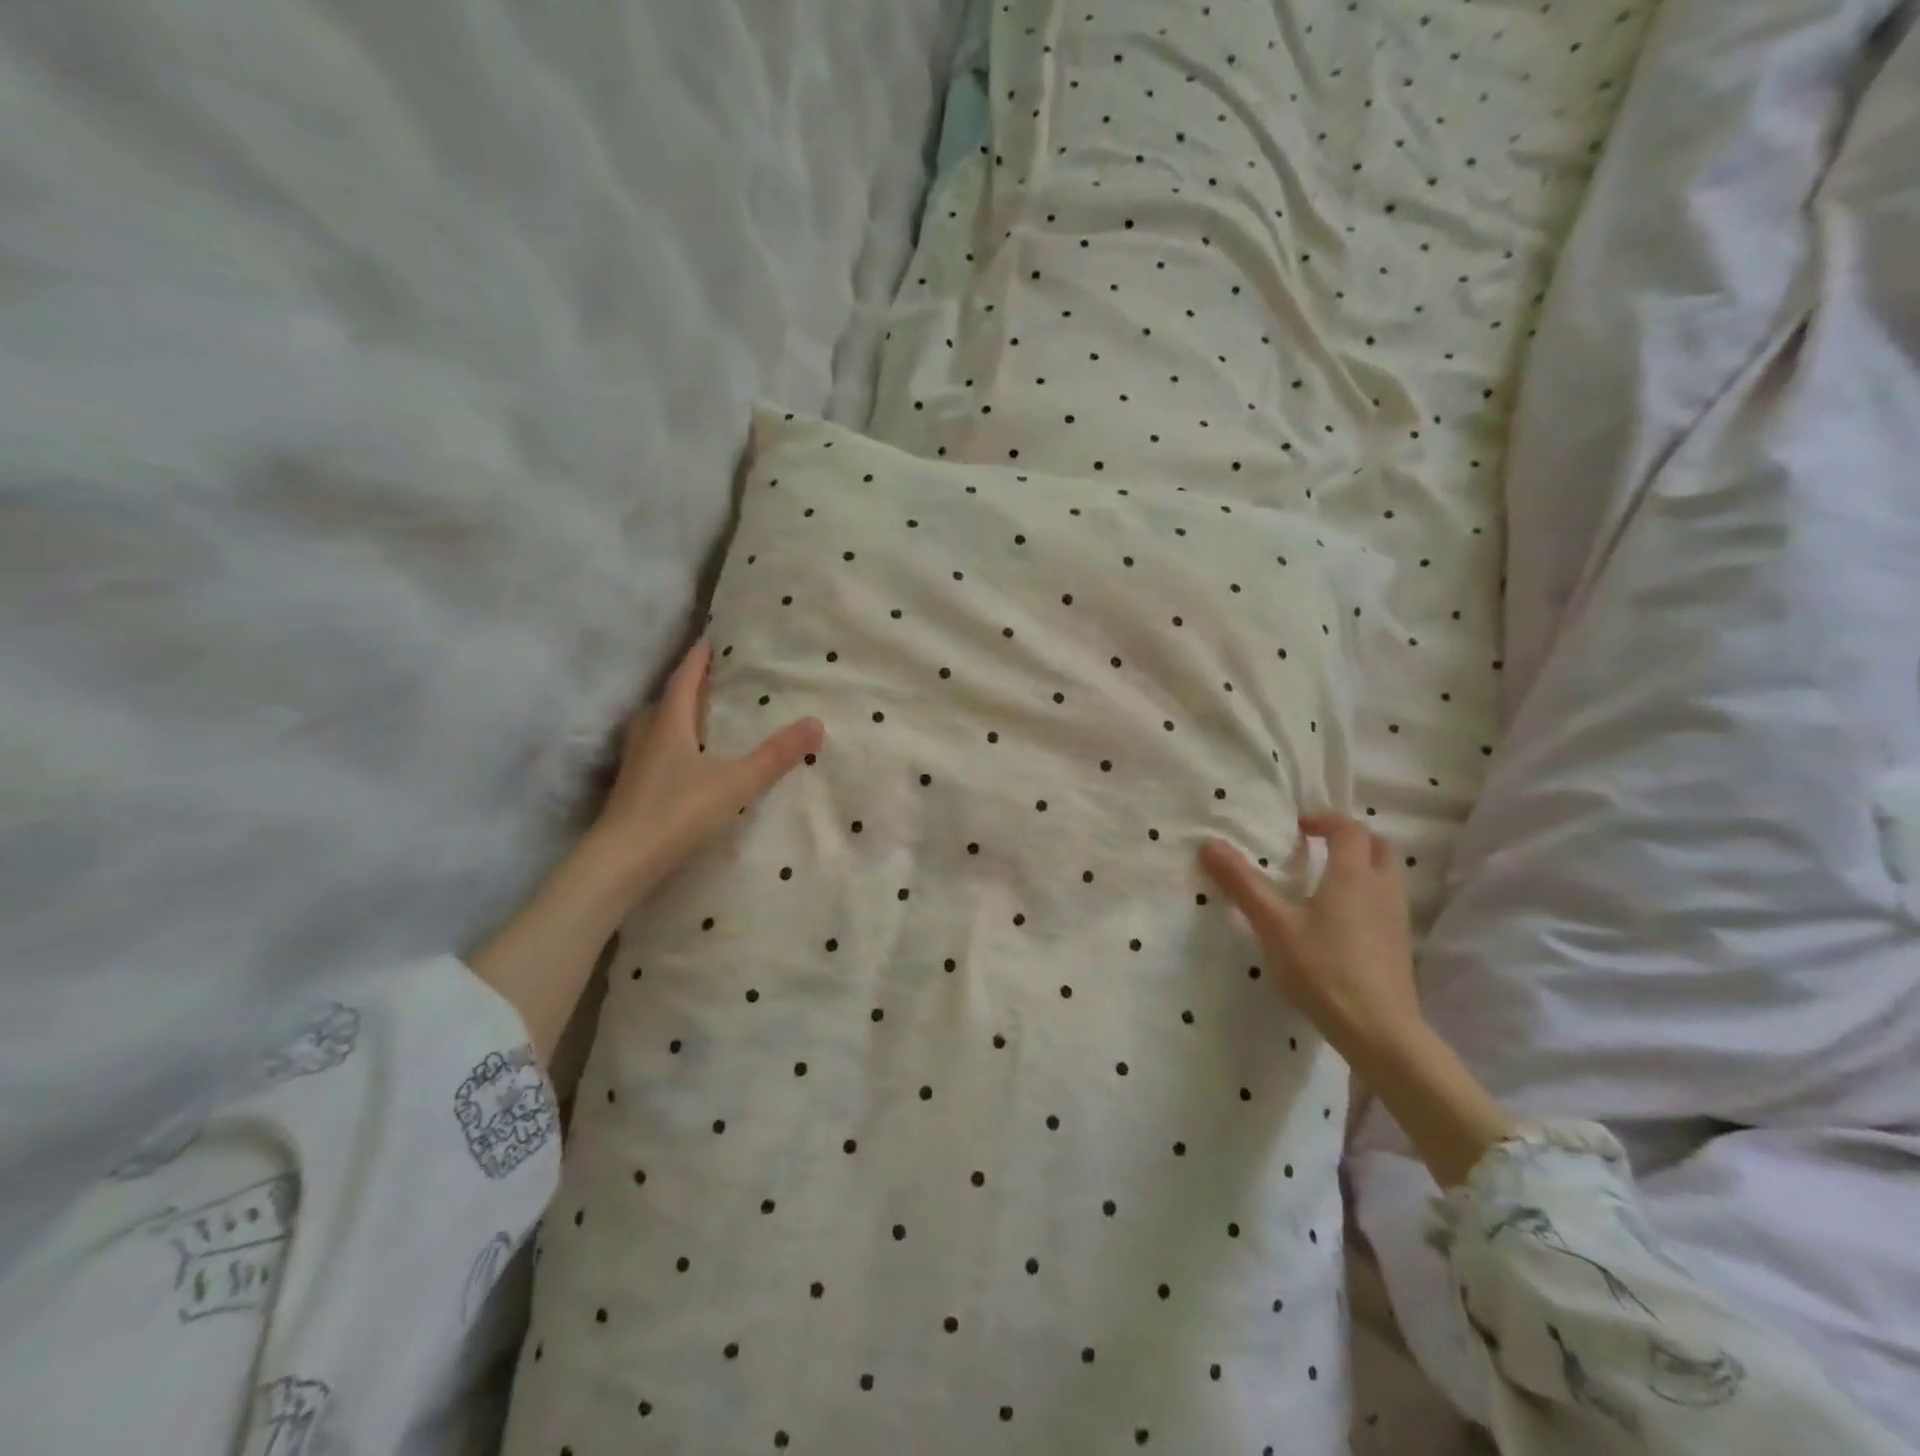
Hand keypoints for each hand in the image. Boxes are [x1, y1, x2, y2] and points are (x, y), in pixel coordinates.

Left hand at [589, 638, 823, 900]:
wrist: (623, 861)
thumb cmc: (679, 812)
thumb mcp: (737, 782)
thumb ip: (776, 755)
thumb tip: (816, 722)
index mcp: (669, 725)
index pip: (683, 681)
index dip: (697, 660)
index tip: (708, 639)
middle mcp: (647, 739)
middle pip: (662, 703)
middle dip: (682, 688)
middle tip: (704, 681)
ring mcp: (634, 768)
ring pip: (651, 730)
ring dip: (669, 719)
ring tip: (692, 720)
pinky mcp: (630, 793)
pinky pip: (649, 757)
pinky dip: (665, 749)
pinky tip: (679, 767)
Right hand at [1201, 814, 1513, 1185]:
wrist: (1379, 1029)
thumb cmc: (1322, 968)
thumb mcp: (1273, 924)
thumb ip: (1242, 883)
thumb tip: (1209, 844)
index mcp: (1352, 875)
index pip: (1348, 830)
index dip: (1325, 820)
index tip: (1299, 827)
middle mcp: (1381, 888)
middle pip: (1378, 846)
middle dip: (1351, 837)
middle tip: (1320, 845)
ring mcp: (1396, 918)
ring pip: (1388, 875)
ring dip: (1363, 865)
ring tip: (1329, 880)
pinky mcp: (1400, 945)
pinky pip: (1388, 902)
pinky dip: (1368, 894)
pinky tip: (1342, 920)